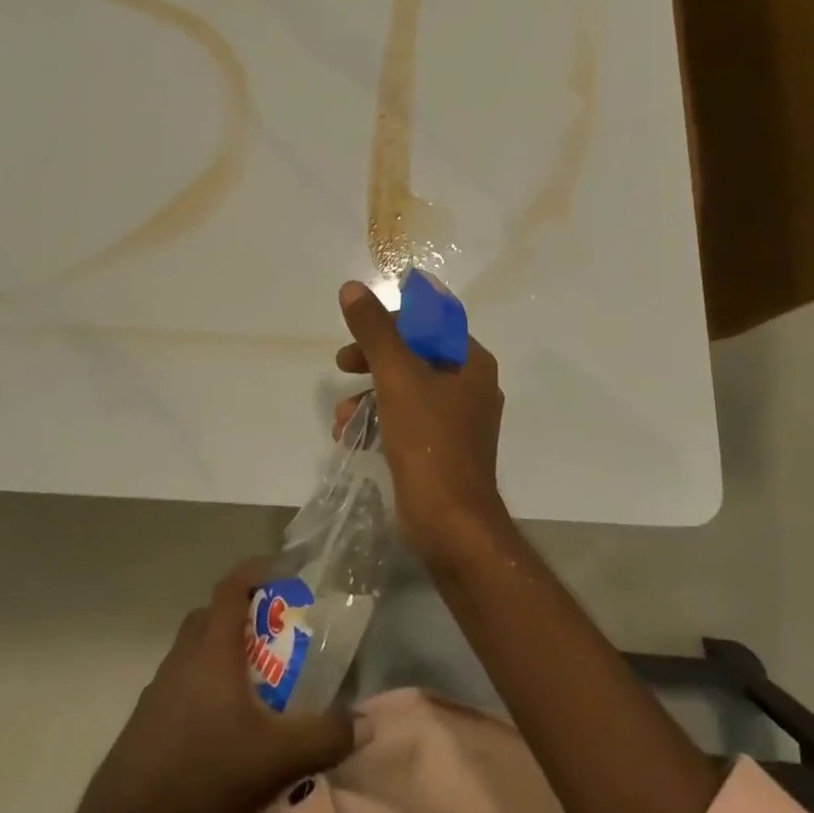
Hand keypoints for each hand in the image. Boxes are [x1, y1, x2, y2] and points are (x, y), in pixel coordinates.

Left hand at [77, 558, 354, 812]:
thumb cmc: (202, 772)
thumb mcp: (274, 757)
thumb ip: (323, 737)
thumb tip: (365, 722)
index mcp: (212, 646)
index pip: (233, 585)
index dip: (259, 569)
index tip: (287, 571)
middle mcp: (184, 653)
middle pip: (214, 613)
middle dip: (246, 613)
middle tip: (278, 632)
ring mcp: (160, 685)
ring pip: (196, 648)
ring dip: (224, 650)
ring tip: (256, 680)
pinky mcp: (147, 716)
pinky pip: (183, 680)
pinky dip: (205, 683)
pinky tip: (222, 724)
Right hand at [335, 279, 508, 565]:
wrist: (450, 524)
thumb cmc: (429, 441)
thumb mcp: (397, 377)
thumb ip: (374, 331)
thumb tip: (352, 288)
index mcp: (472, 363)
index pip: (431, 322)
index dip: (392, 321)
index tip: (359, 332)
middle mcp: (471, 387)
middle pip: (415, 355)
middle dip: (373, 360)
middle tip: (342, 364)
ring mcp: (458, 422)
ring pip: (406, 390)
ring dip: (369, 395)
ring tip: (341, 417)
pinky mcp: (442, 450)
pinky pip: (406, 420)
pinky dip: (379, 421)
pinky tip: (350, 436)